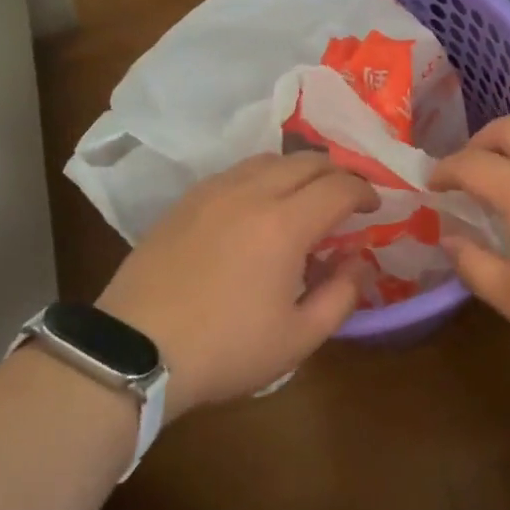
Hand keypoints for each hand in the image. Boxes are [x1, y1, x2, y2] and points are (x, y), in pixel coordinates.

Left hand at [95, 154, 377, 415]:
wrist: (135, 349)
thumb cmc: (225, 349)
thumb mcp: (297, 338)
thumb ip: (341, 296)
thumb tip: (361, 262)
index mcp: (284, 224)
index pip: (338, 187)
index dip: (364, 191)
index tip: (374, 207)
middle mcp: (251, 193)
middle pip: (305, 161)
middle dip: (336, 173)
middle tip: (346, 197)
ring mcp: (213, 192)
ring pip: (268, 159)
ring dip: (297, 170)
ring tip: (305, 196)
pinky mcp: (185, 201)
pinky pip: (235, 172)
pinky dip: (261, 176)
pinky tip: (258, 204)